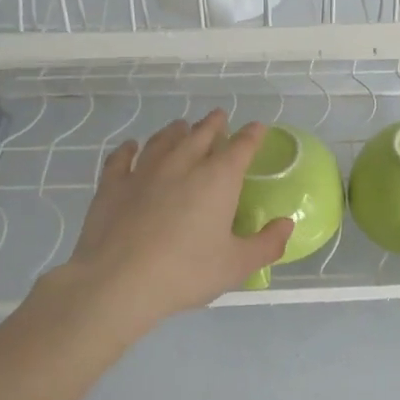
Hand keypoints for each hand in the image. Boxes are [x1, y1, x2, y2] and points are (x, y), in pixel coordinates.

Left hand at [41, 110, 292, 333]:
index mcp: (217, 179)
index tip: (257, 127)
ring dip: (175, 131)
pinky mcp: (112, 186)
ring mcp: (144, 172)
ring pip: (163, 140)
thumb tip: (286, 225)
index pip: (241, 147)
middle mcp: (182, 165)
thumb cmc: (186, 272)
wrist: (118, 282)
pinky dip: (128, 149)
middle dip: (213, 124)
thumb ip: (266, 244)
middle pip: (200, 135)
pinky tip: (130, 147)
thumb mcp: (236, 265)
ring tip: (181, 126)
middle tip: (219, 117)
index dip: (252, 135)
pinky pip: (122, 158)